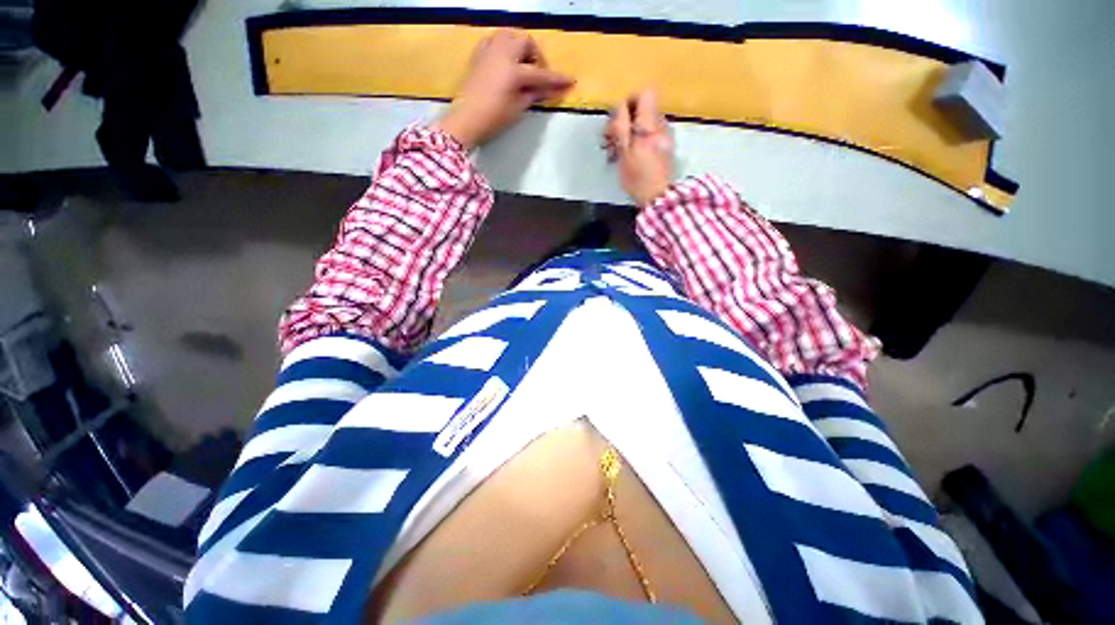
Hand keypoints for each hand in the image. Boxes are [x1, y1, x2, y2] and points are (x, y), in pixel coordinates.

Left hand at [434, 29, 573, 148]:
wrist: (465, 119)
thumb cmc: (493, 117)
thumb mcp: (518, 108)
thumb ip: (534, 94)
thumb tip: (548, 89)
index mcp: (513, 70)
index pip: (541, 74)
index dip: (557, 79)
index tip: (571, 81)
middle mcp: (502, 53)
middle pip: (526, 42)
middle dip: (536, 56)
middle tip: (539, 74)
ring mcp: (488, 51)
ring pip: (510, 35)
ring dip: (520, 46)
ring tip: (523, 65)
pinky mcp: (478, 54)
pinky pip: (495, 40)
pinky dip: (504, 46)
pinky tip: (506, 61)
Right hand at [603, 90, 673, 207]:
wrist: (658, 197)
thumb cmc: (637, 179)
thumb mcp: (624, 154)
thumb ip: (622, 128)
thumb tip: (620, 107)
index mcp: (649, 126)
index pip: (644, 94)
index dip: (628, 102)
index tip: (617, 120)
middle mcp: (660, 126)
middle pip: (642, 109)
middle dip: (624, 121)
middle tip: (611, 141)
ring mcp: (664, 136)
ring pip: (644, 123)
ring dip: (629, 133)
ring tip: (618, 153)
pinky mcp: (665, 147)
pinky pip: (649, 134)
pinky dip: (638, 141)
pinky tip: (630, 157)